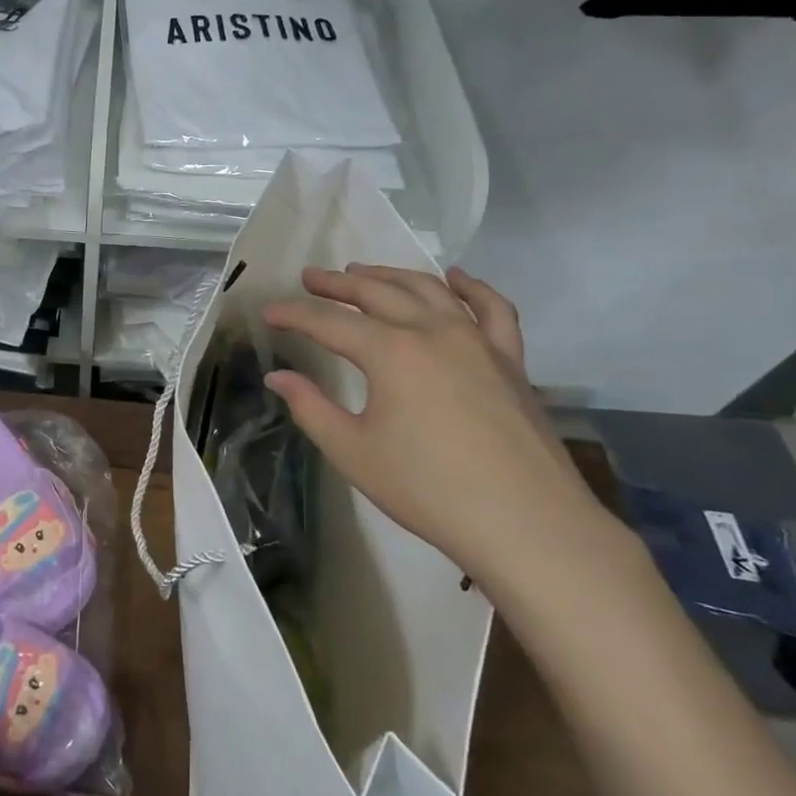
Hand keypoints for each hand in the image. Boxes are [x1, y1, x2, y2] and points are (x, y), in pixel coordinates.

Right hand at [263, 264, 612, 588]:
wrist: (526, 524)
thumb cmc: (428, 489)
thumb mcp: (353, 451)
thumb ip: (310, 407)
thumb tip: (278, 377)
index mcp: (391, 352)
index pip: (329, 322)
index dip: (294, 315)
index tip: (269, 311)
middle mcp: (433, 331)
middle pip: (377, 293)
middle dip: (337, 284)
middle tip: (309, 278)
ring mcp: (478, 341)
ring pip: (429, 290)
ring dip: (391, 275)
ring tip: (362, 271)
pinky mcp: (510, 360)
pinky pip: (492, 309)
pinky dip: (472, 288)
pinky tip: (457, 278)